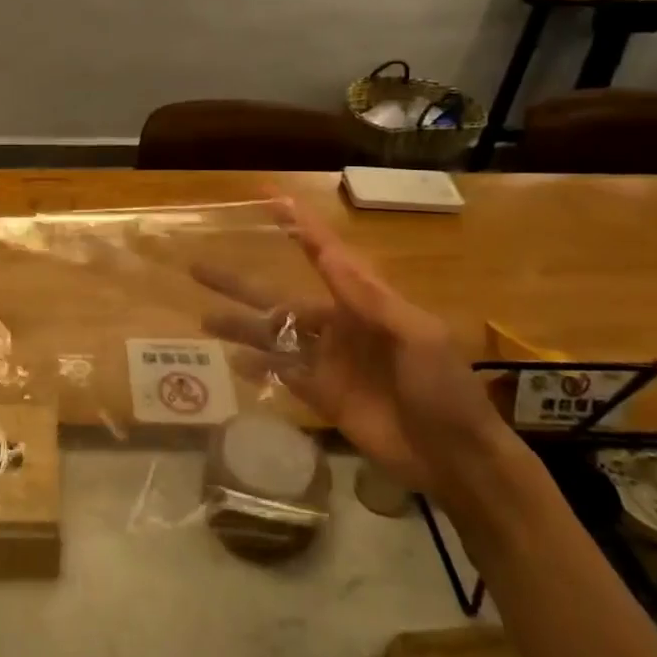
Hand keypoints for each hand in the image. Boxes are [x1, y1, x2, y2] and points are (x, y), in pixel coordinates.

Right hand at [193, 197, 514, 503]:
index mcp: (364, 302)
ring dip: (240, 326)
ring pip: (273, 336)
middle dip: (240, 283)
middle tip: (199, 267)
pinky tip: (232, 362)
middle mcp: (338, 325)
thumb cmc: (444, 388)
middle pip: (279, 298)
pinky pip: (282, 375)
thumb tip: (330, 253)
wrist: (457, 460)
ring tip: (205, 318)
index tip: (267, 196)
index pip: (324, 253)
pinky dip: (258, 367)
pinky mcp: (322, 396)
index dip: (297, 225)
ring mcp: (327, 361)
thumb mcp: (416, 335)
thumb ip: (369, 298)